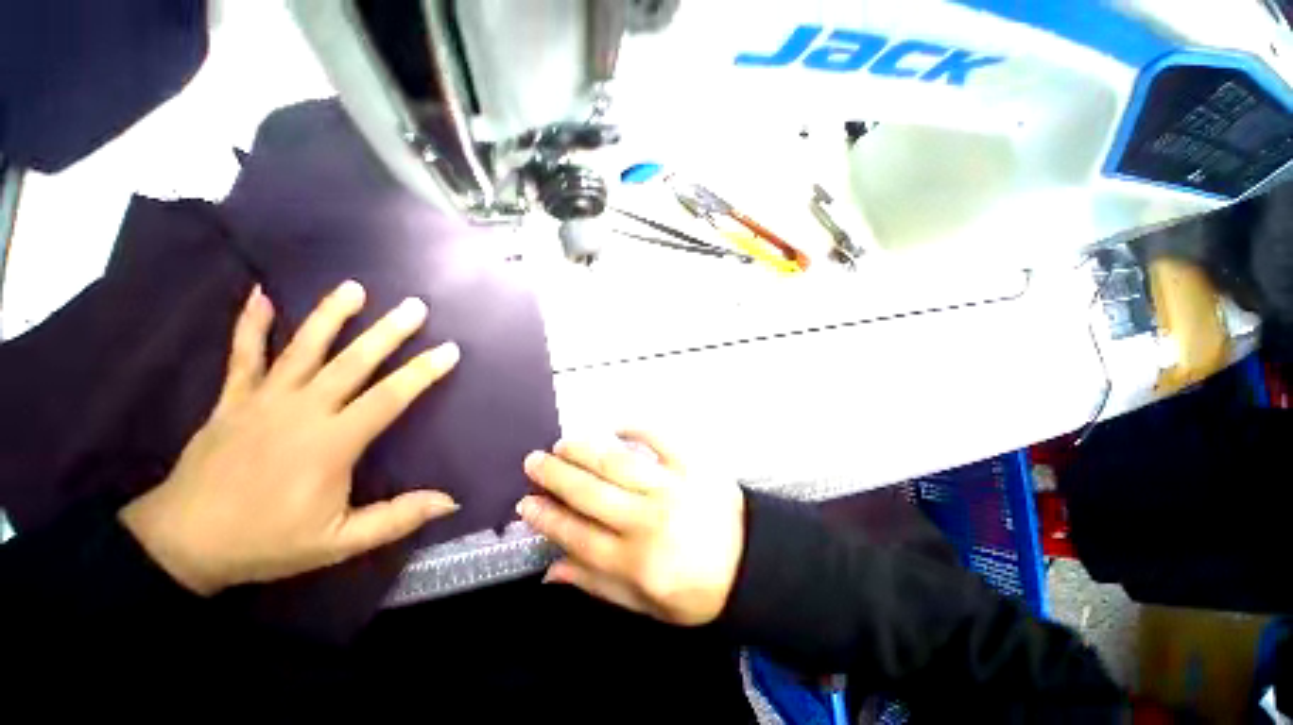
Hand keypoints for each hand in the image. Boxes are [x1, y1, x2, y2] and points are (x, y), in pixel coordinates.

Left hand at [120, 282, 460, 595]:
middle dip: (388, 332)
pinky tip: (261, 295)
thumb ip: (396, 518)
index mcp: (331, 443)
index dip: (423, 372)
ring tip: (354, 288)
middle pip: (353, 362)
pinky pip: (244, 354)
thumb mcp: (339, 542)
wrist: (184, 543)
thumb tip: (451, 501)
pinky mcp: (232, 399)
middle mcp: (302, 411)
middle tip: (415, 306)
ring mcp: (263, 400)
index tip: (450, 349)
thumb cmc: (267, 541)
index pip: (389, 397)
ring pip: (303, 348)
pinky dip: (250, 324)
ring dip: (330, 315)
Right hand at [517, 431, 745, 625]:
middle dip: (556, 475)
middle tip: (535, 461)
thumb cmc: (697, 589)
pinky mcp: (692, 464)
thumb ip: (597, 585)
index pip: (577, 535)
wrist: (751, 563)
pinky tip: (616, 428)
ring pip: (617, 462)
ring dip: (584, 450)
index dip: (548, 517)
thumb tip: (551, 569)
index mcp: (636, 561)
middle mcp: (648, 520)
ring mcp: (671, 487)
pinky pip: (659, 439)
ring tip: (564, 444)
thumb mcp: (646, 606)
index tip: (526, 502)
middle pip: (590, 492)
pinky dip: (635, 430)